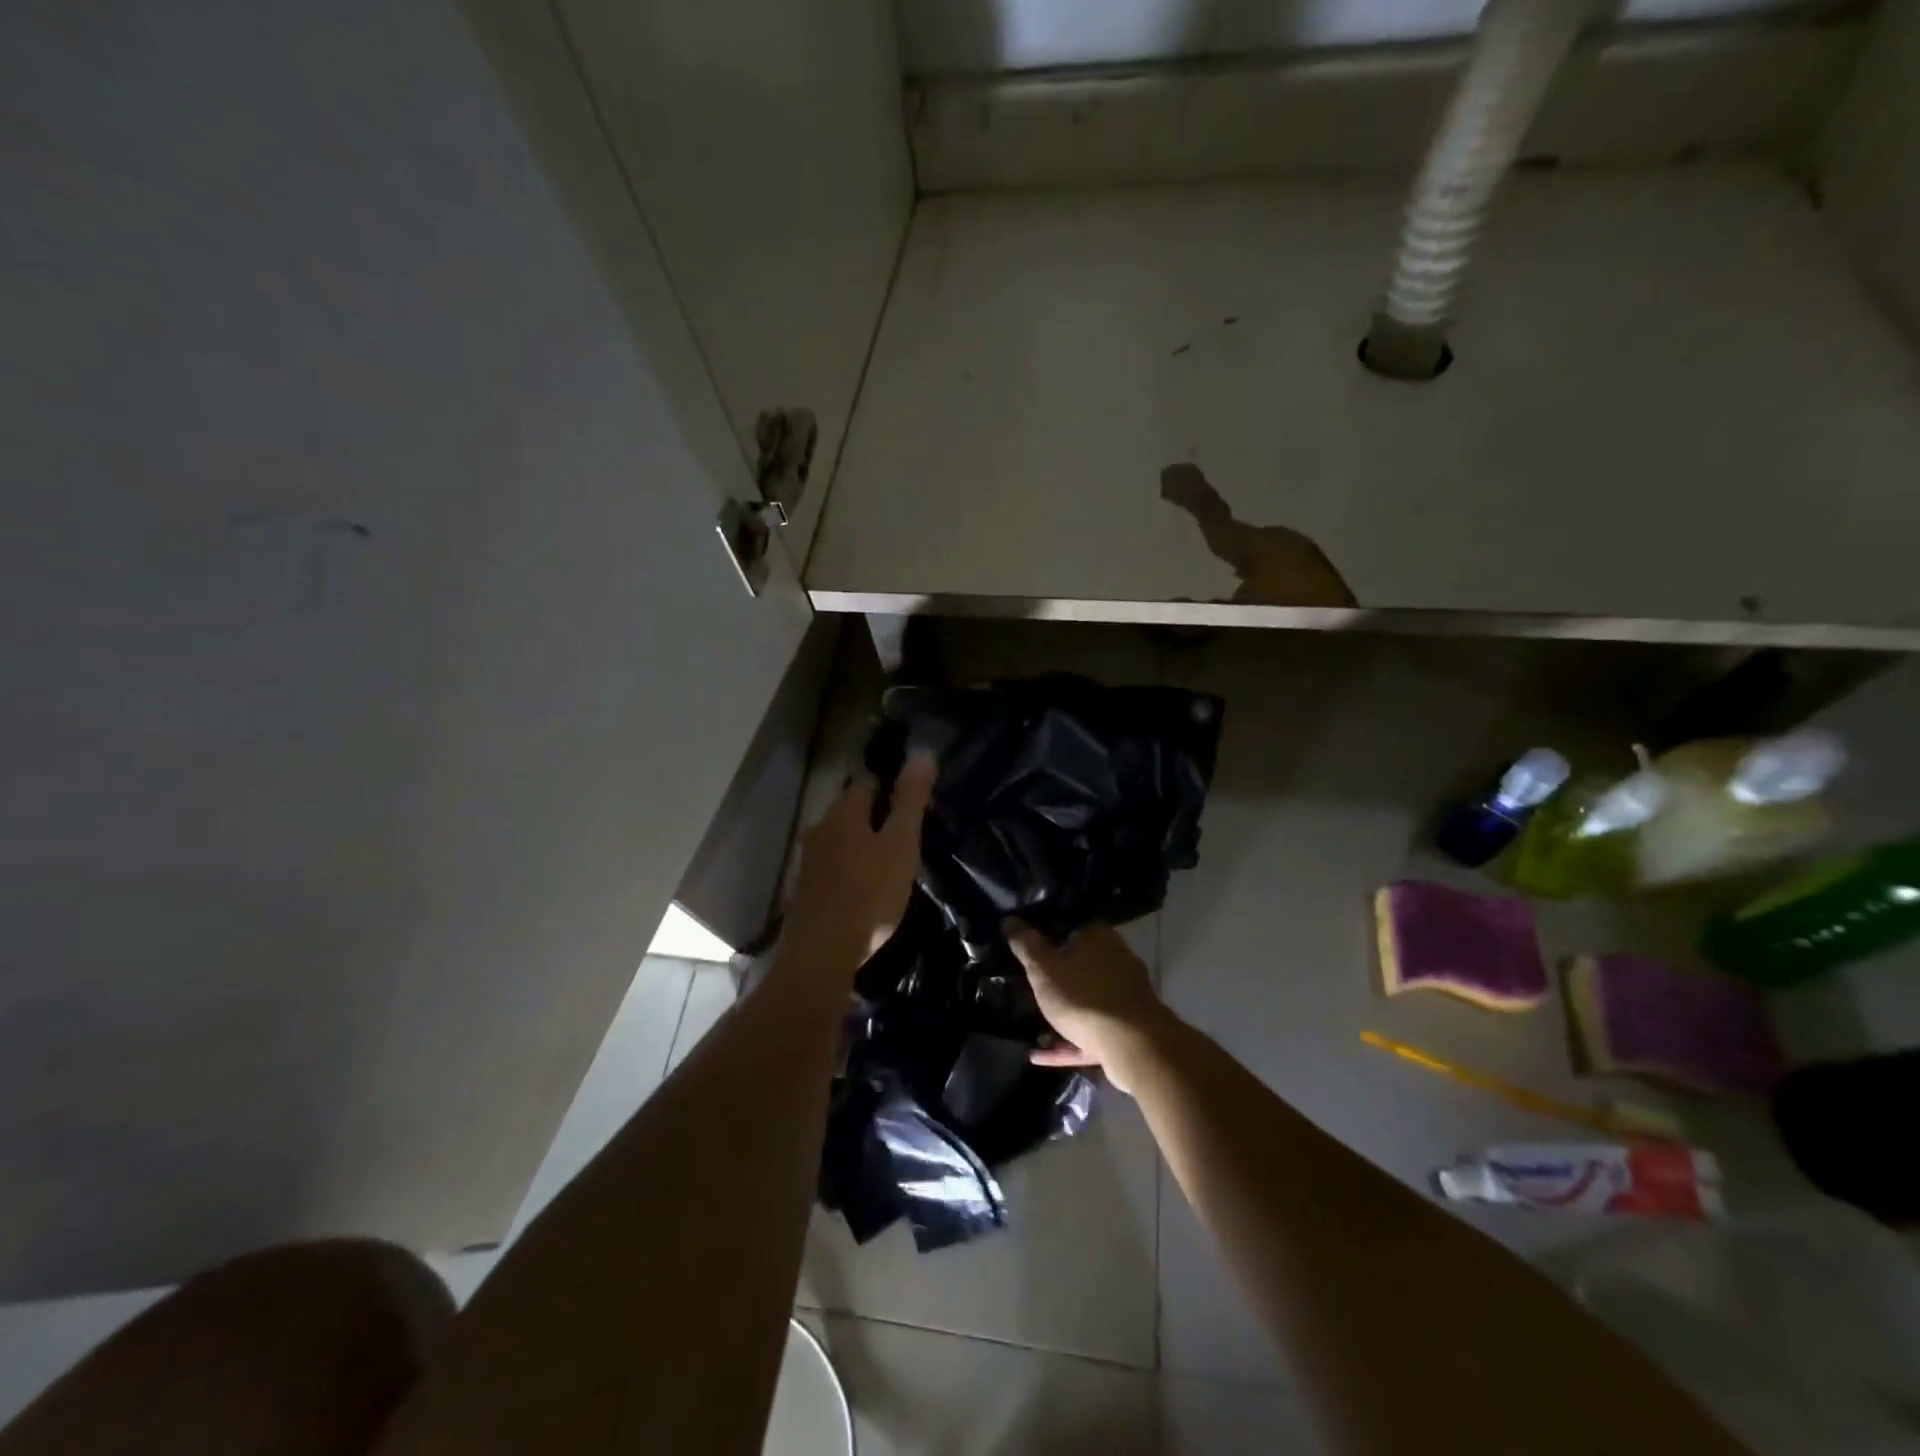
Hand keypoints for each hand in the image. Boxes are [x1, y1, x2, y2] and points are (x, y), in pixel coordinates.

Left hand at [783, 753, 936, 976]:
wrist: (822, 954)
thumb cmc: (870, 895)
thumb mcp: (901, 844)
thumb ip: (910, 799)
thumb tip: (923, 752)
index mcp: (843, 812)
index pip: (868, 782)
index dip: (892, 788)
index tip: (913, 805)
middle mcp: (820, 828)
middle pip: (851, 811)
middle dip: (876, 818)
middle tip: (907, 837)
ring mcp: (808, 861)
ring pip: (840, 840)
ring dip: (862, 845)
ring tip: (889, 865)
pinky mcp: (805, 890)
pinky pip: (832, 867)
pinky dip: (849, 870)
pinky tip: (864, 890)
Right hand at [1005, 920, 1171, 1095]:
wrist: (1135, 1047)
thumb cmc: (1084, 998)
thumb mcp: (1044, 969)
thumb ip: (1026, 945)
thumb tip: (1009, 920)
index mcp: (1098, 937)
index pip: (1068, 925)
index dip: (1045, 934)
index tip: (1025, 948)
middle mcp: (1116, 959)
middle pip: (1079, 962)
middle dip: (1055, 975)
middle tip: (1028, 985)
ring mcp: (1125, 993)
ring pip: (1086, 998)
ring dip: (1062, 1011)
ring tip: (1032, 1024)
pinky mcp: (1128, 1026)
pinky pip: (1091, 1028)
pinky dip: (1068, 1039)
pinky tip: (1040, 1054)